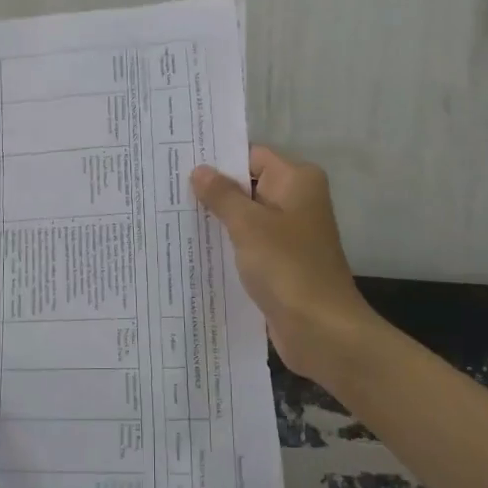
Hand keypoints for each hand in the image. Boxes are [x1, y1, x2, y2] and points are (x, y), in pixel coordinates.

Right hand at [191, 145, 379, 386]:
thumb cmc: (287, 267)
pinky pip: (248, 243)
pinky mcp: (280, 262)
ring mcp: (289, 234)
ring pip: (245, 217)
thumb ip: (221, 195)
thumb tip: (200, 170)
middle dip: (211, 189)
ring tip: (169, 213)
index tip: (179, 160)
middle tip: (166, 185)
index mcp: (297, 181)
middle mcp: (296, 201)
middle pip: (247, 185)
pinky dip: (226, 244)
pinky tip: (191, 246)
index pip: (251, 156)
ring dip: (216, 219)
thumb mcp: (248, 225)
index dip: (217, 158)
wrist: (322, 331)